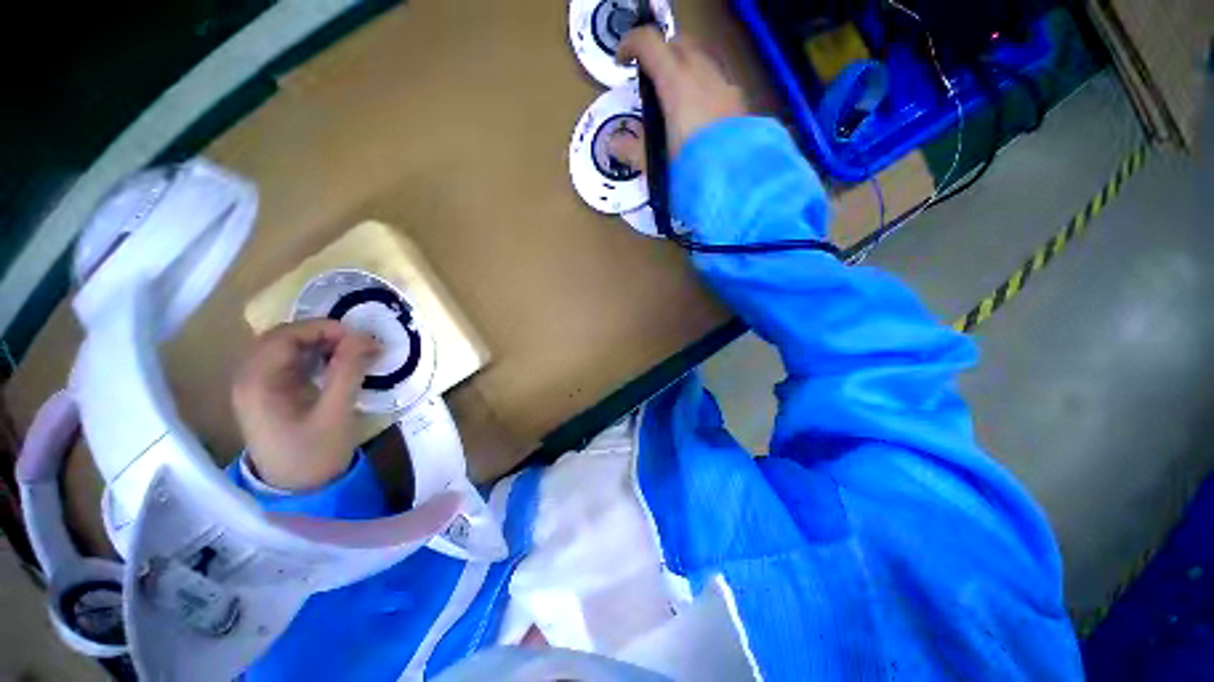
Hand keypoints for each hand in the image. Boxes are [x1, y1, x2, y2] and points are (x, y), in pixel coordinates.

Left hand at [232, 319, 379, 490]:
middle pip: (283, 337)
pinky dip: (317, 356)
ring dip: (321, 344)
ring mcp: (258, 385)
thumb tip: (364, 337)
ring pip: (288, 347)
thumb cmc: (315, 454)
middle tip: (358, 344)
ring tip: (353, 353)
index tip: (358, 337)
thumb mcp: (336, 412)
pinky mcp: (270, 392)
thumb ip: (348, 371)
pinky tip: (337, 364)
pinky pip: (291, 361)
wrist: (299, 490)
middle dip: (323, 334)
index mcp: (257, 382)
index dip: (323, 328)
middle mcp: (249, 378)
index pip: (285, 336)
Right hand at [609, 27, 747, 166]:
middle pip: (678, 43)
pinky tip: (700, 115)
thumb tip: (613, 144)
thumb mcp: (654, 163)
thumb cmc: (689, 169)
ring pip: (701, 59)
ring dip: (684, 68)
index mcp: (676, 83)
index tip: (621, 61)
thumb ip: (632, 150)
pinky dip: (704, 87)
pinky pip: (718, 81)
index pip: (649, 43)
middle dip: (661, 53)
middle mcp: (702, 74)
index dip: (630, 45)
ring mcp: (725, 85)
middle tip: (650, 78)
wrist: (735, 182)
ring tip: (675, 98)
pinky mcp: (740, 102)